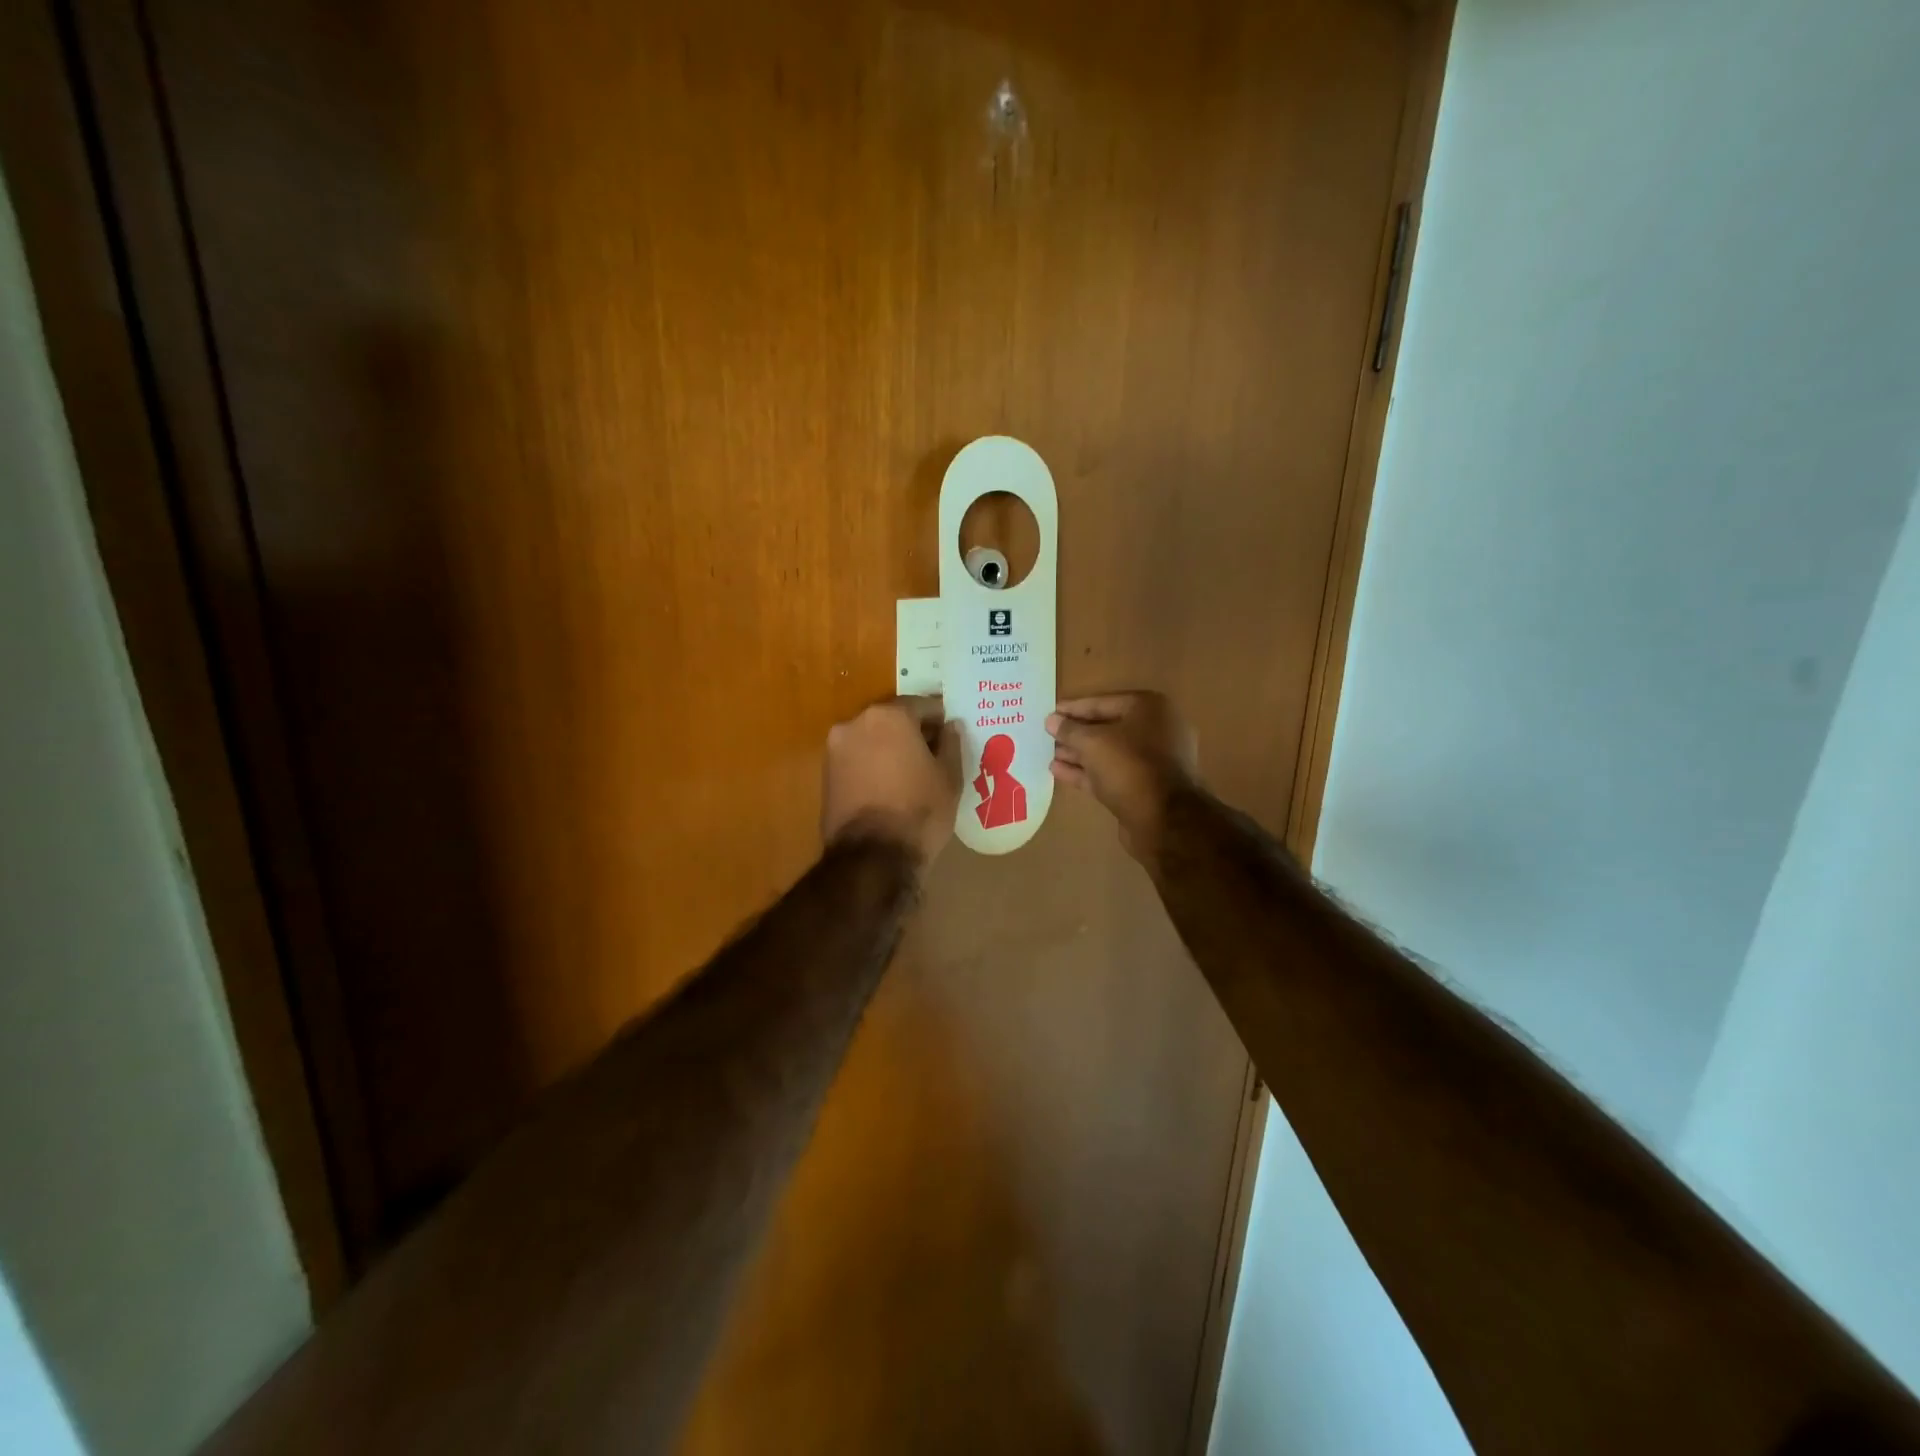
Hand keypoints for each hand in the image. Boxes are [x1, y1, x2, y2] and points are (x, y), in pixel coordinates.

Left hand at [822, 697, 959, 864]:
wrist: (872, 858)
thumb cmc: (919, 811)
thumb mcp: (949, 777)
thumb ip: (951, 744)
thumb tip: (950, 726)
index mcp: (889, 716)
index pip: (922, 705)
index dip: (941, 721)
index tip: (952, 736)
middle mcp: (856, 723)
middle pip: (893, 720)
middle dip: (913, 734)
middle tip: (934, 756)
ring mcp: (836, 750)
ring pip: (872, 741)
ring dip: (891, 750)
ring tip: (912, 775)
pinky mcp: (826, 776)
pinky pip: (858, 761)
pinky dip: (873, 767)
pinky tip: (891, 788)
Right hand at [1046, 692, 1197, 861]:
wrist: (1163, 819)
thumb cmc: (1129, 766)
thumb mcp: (1093, 742)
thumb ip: (1070, 730)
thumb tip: (1051, 721)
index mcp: (1149, 708)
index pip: (1103, 702)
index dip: (1073, 708)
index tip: (1050, 714)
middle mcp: (1155, 730)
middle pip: (1107, 728)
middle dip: (1076, 733)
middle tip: (1047, 735)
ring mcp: (1152, 761)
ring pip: (1108, 753)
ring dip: (1078, 753)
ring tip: (1048, 754)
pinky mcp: (1144, 787)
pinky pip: (1111, 773)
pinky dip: (1086, 771)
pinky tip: (1058, 771)